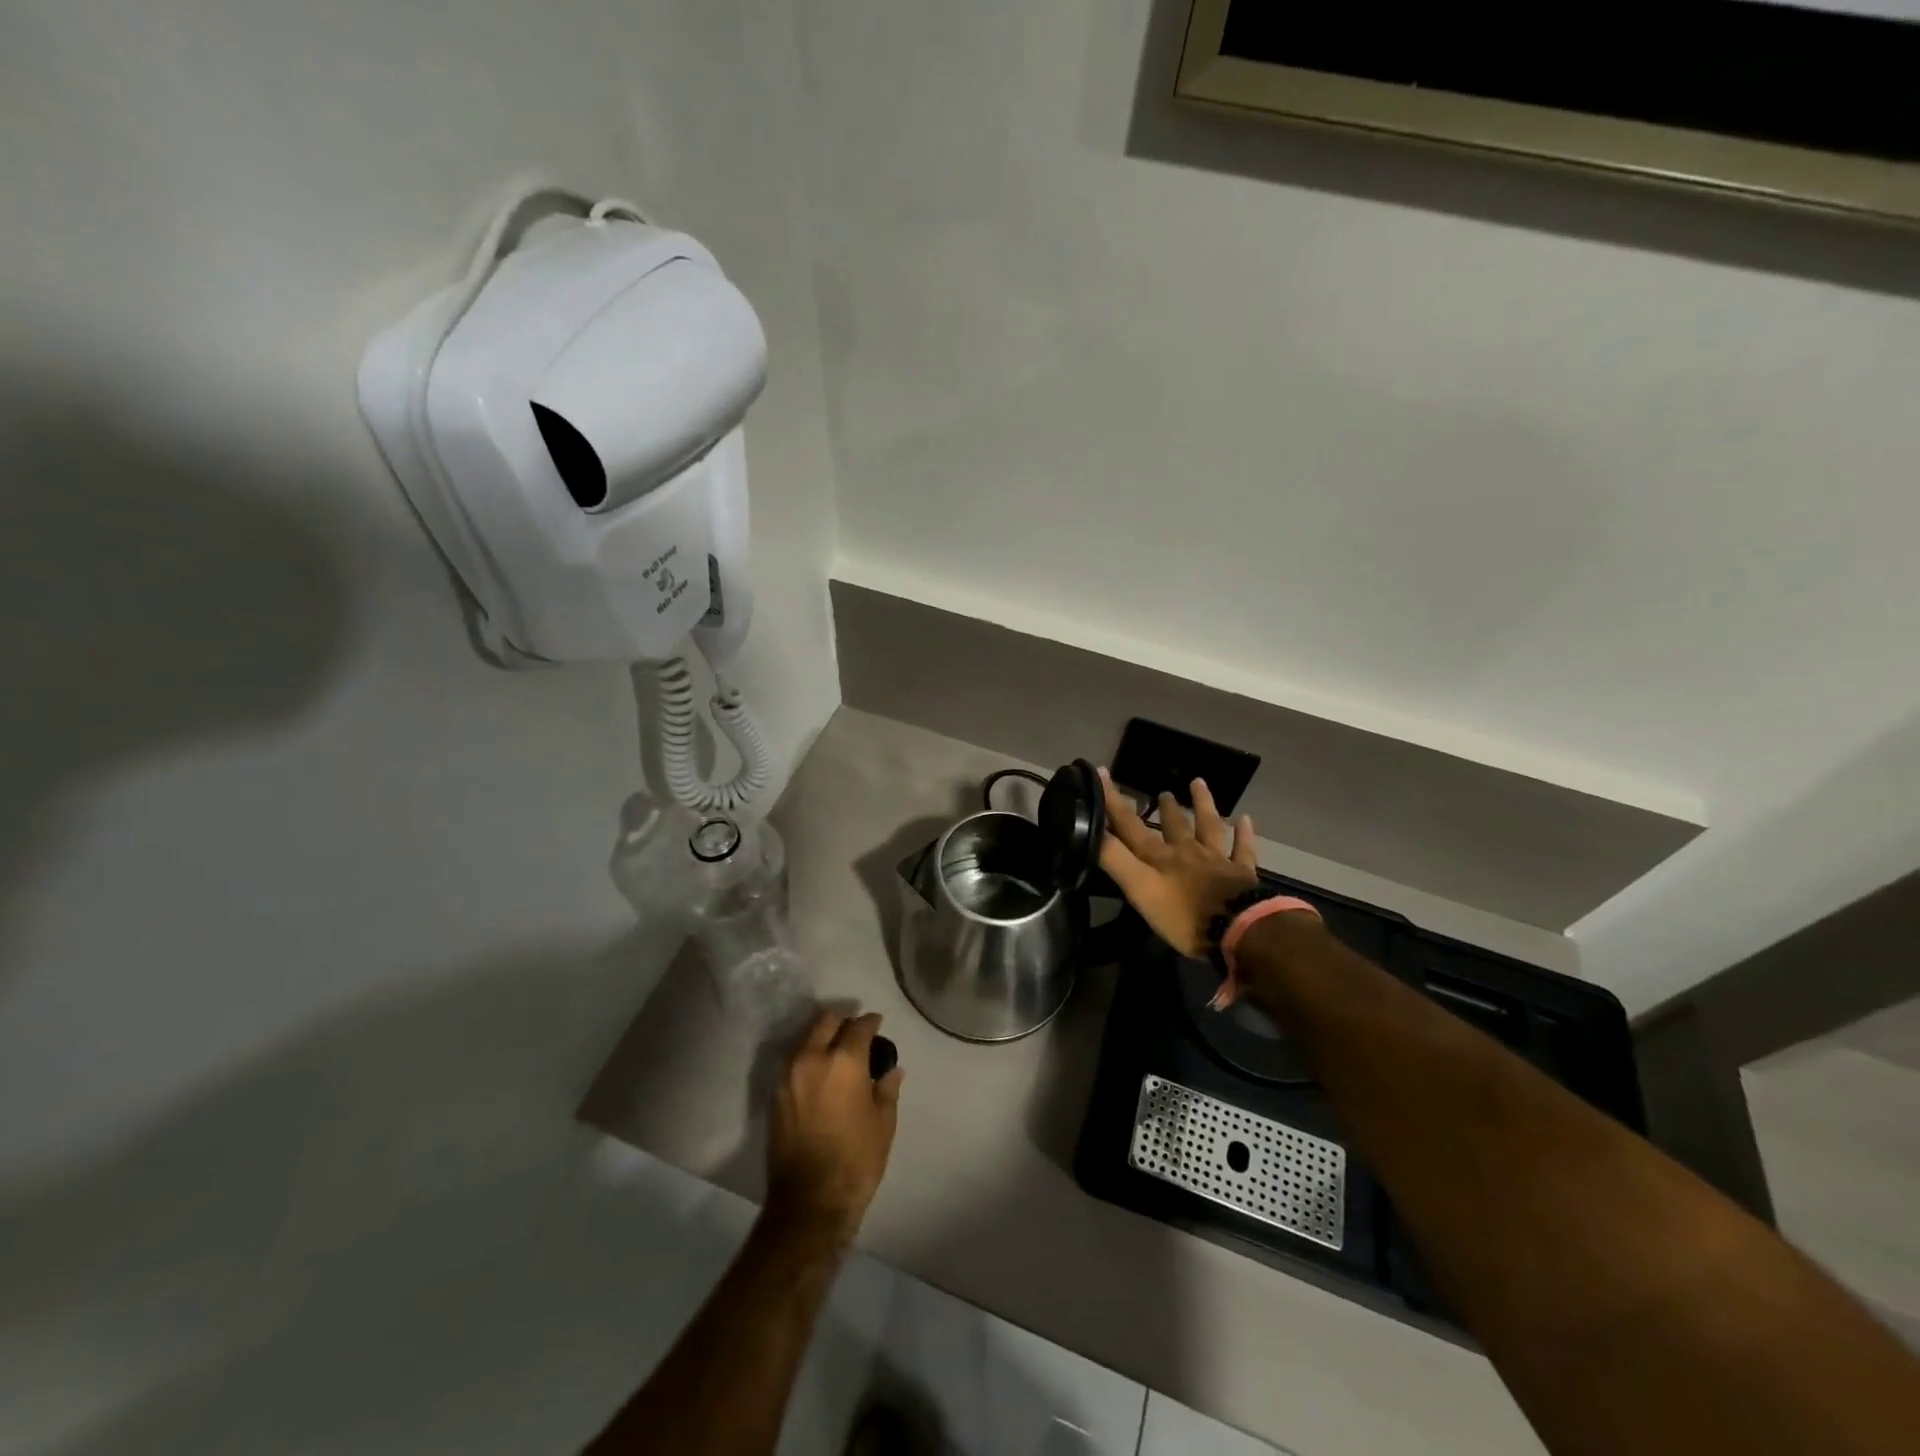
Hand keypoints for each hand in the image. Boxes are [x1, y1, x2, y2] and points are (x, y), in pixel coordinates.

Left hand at [766, 1009, 903, 1246]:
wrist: (809, 1203)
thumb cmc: (856, 1161)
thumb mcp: (883, 1124)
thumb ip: (886, 1090)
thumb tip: (892, 1071)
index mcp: (844, 1061)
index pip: (858, 1027)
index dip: (871, 1022)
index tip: (877, 1023)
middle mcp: (812, 1058)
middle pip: (825, 1021)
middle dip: (842, 1020)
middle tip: (855, 1030)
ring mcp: (788, 1076)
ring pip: (805, 1038)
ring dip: (821, 1036)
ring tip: (836, 1049)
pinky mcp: (775, 1095)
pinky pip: (793, 1061)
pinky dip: (807, 1057)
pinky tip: (819, 1072)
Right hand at [1098, 769, 1258, 959]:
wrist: (1239, 929)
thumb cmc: (1184, 915)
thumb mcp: (1140, 889)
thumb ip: (1115, 860)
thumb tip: (1089, 829)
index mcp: (1159, 857)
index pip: (1130, 826)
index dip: (1114, 801)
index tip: (1101, 772)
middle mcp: (1187, 852)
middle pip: (1173, 826)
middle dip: (1164, 809)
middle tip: (1161, 792)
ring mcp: (1217, 861)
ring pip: (1209, 827)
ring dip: (1202, 805)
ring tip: (1198, 783)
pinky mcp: (1243, 875)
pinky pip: (1243, 849)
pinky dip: (1244, 834)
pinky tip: (1246, 819)